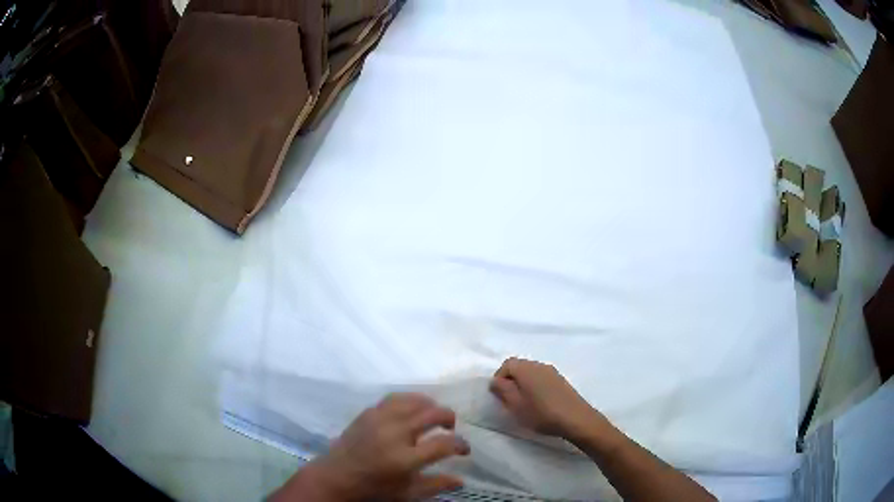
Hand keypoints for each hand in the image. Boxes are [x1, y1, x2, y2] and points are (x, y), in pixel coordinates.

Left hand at [273, 393, 469, 501]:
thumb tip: (461, 480)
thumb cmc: (373, 489)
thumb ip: (436, 486)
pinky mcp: (368, 413)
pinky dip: (410, 401)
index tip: (464, 450)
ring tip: (434, 416)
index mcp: (405, 458)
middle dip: (449, 418)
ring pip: (413, 400)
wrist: (335, 477)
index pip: (444, 444)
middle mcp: (394, 433)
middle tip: (451, 429)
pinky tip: (412, 410)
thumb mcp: (407, 494)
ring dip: (430, 405)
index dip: (460, 445)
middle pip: (432, 413)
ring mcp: (379, 419)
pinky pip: (394, 398)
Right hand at [490, 358, 608, 439]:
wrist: (576, 419)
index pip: (507, 364)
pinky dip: (535, 388)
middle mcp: (539, 365)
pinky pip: (542, 379)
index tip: (499, 395)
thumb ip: (502, 390)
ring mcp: (552, 372)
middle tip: (509, 401)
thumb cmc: (542, 413)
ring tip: (523, 404)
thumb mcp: (515, 405)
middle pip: (519, 366)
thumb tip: (495, 381)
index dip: (499, 378)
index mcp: (526, 368)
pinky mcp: (561, 381)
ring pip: (531, 373)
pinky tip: (539, 404)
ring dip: (523, 385)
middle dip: (511, 381)